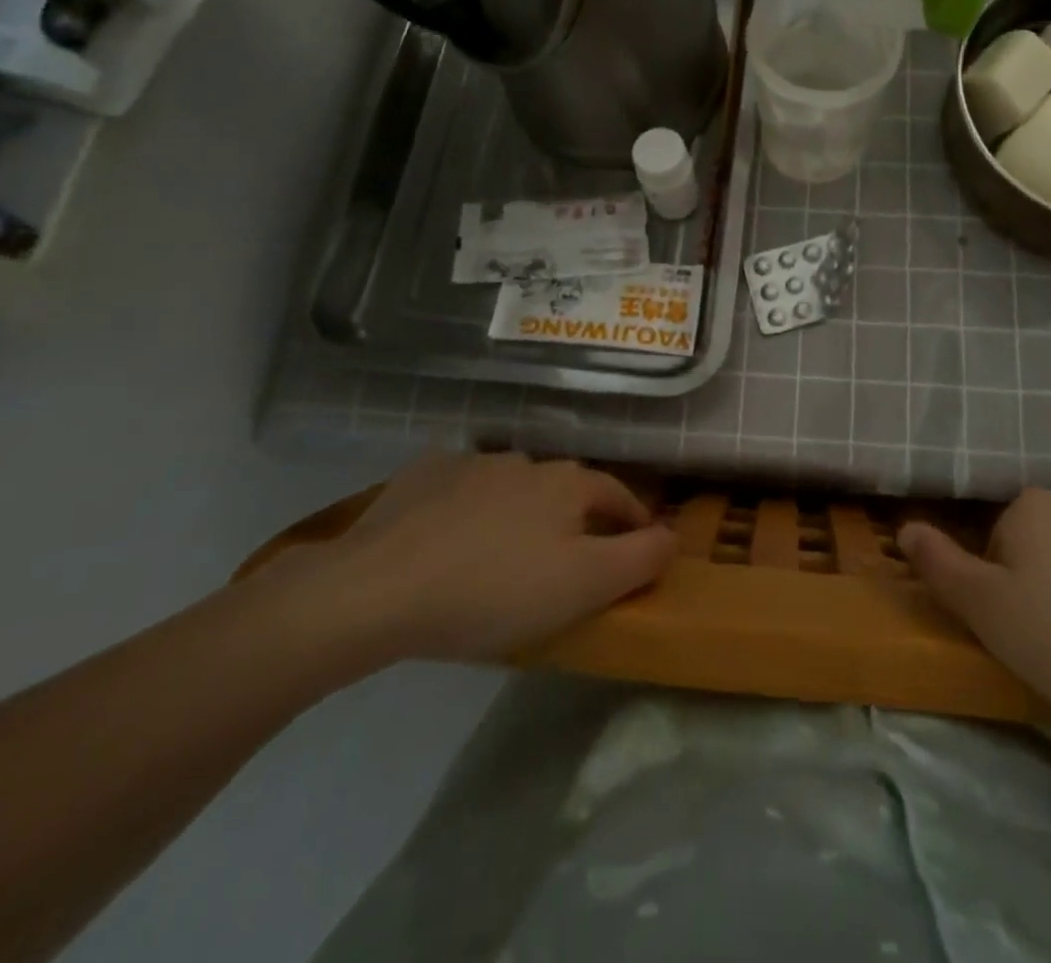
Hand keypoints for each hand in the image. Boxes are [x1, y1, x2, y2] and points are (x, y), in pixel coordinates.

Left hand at [264, 452, 677, 667]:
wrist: (378, 588)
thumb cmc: (496, 590)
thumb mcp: (585, 585)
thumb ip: (640, 558)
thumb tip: (672, 535)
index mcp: (567, 483)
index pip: (618, 496)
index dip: (633, 522)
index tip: (637, 548)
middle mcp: (525, 460)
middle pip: (564, 490)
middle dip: (573, 519)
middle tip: (565, 561)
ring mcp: (469, 462)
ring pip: (511, 487)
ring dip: (519, 513)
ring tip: (503, 553)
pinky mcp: (421, 475)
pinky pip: (459, 489)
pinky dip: (466, 508)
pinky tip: (449, 538)